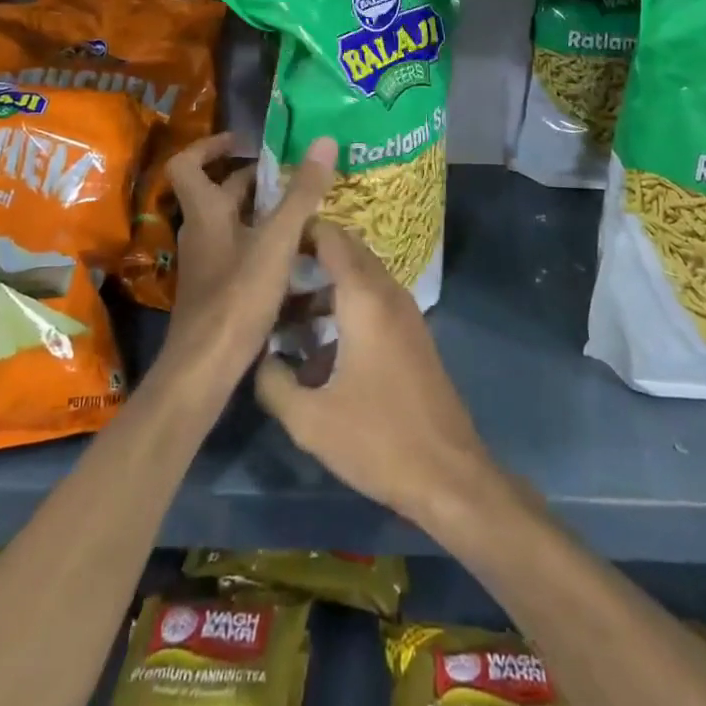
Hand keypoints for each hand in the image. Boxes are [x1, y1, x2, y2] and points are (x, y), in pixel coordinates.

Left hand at [161, 133, 337, 392]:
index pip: (187, 164)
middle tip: (294, 175)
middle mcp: (200, 232)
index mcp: (205, 212)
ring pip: (233, 223)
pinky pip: (240, 251)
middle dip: (254, 180)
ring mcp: (207, 262)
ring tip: (304, 210)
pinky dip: (264, 242)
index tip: (244, 142)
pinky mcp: (218, 288)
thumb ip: (301, 193)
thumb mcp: (277, 241)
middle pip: (220, 192)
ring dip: (263, 211)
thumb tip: (324, 140)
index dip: (210, 146)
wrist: (205, 368)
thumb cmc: (237, 297)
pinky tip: (295, 255)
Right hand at [255, 221, 495, 531]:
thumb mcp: (309, 419)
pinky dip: (345, 308)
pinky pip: (374, 302)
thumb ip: (272, 381)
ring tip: (285, 320)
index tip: (264, 243)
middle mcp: (388, 293)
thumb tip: (256, 357)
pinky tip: (318, 353)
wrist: (448, 475)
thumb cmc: (377, 439)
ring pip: (360, 279)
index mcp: (365, 298)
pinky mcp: (412, 335)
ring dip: (325, 289)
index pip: (331, 237)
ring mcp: (405, 313)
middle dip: (308, 258)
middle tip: (269, 279)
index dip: (299, 231)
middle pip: (347, 253)